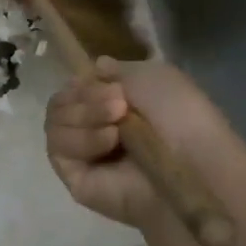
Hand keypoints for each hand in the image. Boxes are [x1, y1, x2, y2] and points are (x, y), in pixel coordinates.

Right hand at [45, 57, 245, 244]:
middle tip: (119, 106)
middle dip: (86, 98)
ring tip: (117, 127)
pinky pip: (57, 149)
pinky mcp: (74, 178)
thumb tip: (95, 66)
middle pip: (59, 103)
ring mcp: (81, 155)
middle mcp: (92, 128)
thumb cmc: (181, 117)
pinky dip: (81, 140)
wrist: (192, 163)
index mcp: (110, 105)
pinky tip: (108, 142)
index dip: (85, 84)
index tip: (112, 86)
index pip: (73, 89)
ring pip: (53, 123)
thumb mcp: (153, 75)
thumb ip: (117, 70)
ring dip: (84, 116)